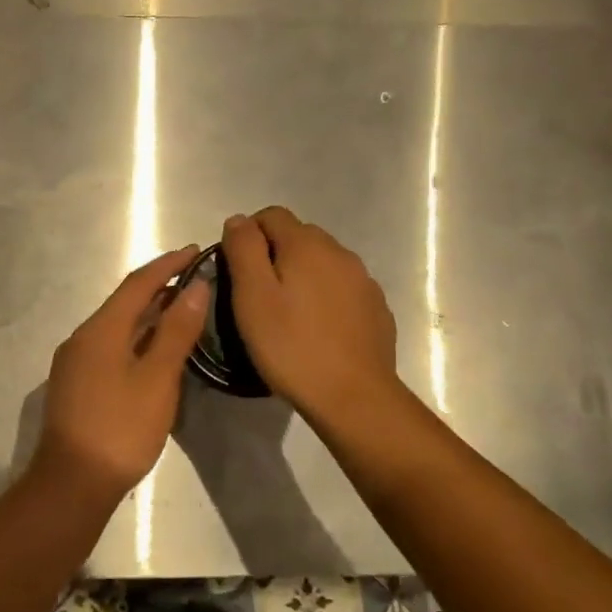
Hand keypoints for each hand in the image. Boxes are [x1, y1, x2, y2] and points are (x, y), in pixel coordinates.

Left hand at [27, 246, 211, 505]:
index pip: (138, 283)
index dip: (168, 264)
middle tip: (197, 281)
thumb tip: (196, 286)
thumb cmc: (120, 429)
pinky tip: (155, 352)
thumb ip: (176, 331)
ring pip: (117, 327)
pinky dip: (136, 339)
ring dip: (148, 315)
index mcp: (100, 330)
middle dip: (160, 288)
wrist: (72, 483)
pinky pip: (110, 347)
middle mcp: (82, 338)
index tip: (195, 250)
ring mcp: (75, 363)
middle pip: (125, 302)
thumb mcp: (157, 379)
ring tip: (183, 312)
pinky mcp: (76, 385)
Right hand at [223, 208, 401, 425]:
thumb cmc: (291, 346)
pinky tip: (316, 329)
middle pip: (299, 236)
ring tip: (287, 314)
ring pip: (323, 263)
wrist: (353, 396)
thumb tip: (239, 220)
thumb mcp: (252, 297)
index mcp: (307, 245)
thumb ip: (243, 250)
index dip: (248, 234)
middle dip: (275, 254)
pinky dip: (325, 297)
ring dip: (302, 276)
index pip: (271, 215)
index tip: (236, 269)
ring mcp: (363, 281)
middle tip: (257, 295)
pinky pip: (342, 288)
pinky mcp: (376, 308)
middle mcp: (340, 252)